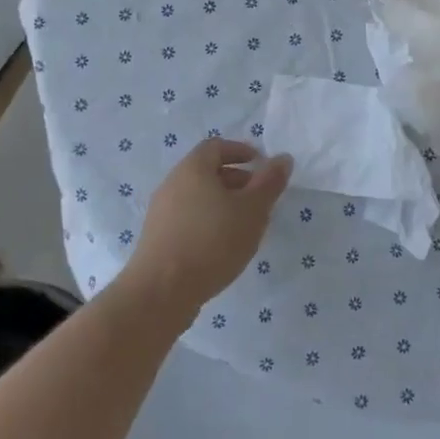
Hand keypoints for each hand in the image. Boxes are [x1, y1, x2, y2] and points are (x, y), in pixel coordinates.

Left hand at [123, 139, 292, 320]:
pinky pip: (187, 218)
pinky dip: (207, 222)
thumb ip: (270, 182)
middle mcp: (172, 183)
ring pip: (197, 197)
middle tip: (259, 198)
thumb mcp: (252, 210)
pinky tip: (222, 246)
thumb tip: (283, 159)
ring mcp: (160, 212)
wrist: (161, 292)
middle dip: (236, 180)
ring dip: (222, 203)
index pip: (216, 146)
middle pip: (206, 171)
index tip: (261, 165)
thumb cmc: (212, 241)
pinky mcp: (157, 238)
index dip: (241, 151)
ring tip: (245, 225)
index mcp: (193, 168)